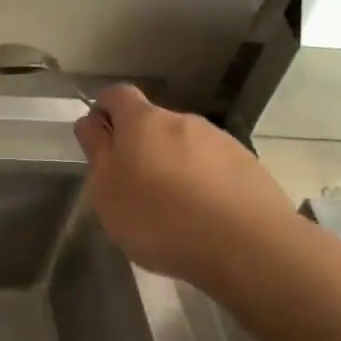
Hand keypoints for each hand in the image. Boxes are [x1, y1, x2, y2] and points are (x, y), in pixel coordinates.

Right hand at [73, 84, 294, 281]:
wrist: (246, 246)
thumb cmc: (159, 217)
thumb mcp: (106, 190)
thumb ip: (96, 151)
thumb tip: (91, 121)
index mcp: (142, 121)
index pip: (117, 94)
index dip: (104, 110)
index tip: (98, 139)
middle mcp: (182, 120)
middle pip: (153, 123)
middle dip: (141, 146)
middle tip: (133, 187)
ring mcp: (221, 141)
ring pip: (186, 146)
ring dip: (174, 165)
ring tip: (172, 209)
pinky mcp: (249, 167)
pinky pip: (215, 168)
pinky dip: (204, 183)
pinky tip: (204, 217)